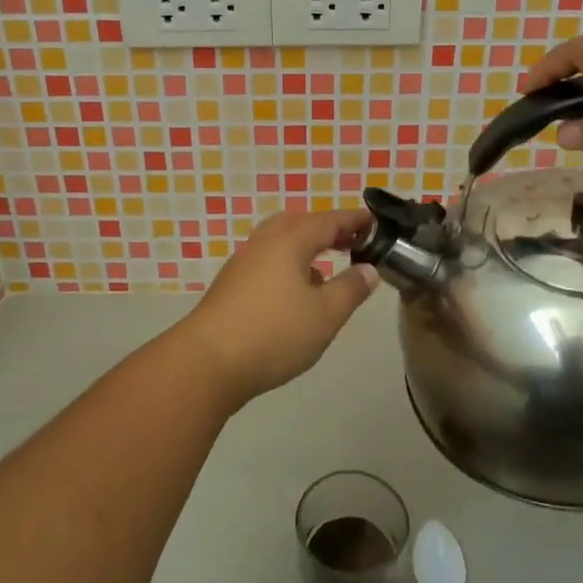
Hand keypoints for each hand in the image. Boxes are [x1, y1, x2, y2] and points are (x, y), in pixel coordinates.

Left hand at [177, 209, 379, 407]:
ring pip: (280, 242)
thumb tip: (368, 269)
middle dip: (327, 230)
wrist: (207, 362)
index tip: (375, 223)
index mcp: (289, 240)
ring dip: (306, 248)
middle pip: (300, 224)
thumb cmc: (273, 333)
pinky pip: (268, 261)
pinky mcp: (231, 285)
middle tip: (352, 242)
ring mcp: (244, 263)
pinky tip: (296, 294)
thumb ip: (351, 289)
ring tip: (326, 270)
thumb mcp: (325, 314)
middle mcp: (264, 242)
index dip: (354, 220)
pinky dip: (288, 265)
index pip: (329, 220)